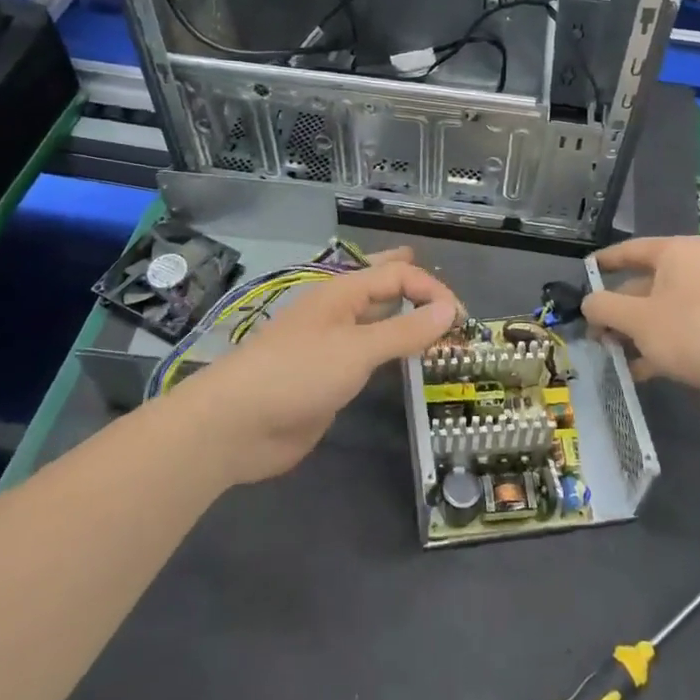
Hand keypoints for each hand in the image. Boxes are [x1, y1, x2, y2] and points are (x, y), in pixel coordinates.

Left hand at [174, 249, 457, 484]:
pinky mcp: (327, 377)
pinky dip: (389, 350)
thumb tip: (450, 309)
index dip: (431, 289)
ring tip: (430, 320)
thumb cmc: (298, 374)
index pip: (396, 275)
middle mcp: (338, 312)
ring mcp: (330, 345)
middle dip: (408, 282)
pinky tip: (400, 359)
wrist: (238, 424)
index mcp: (341, 292)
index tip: (462, 318)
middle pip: (379, 286)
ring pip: (373, 321)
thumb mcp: (356, 349)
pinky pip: (366, 355)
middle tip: (437, 284)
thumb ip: (404, 330)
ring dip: (401, 317)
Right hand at [582, 236, 699, 396]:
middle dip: (619, 309)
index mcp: (679, 253)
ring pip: (664, 309)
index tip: (585, 271)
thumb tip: (588, 303)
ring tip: (613, 351)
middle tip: (596, 329)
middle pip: (647, 283)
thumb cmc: (688, 333)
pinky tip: (641, 369)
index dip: (605, 261)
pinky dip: (661, 343)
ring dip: (636, 330)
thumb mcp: (635, 319)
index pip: (632, 249)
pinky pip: (684, 328)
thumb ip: (604, 307)